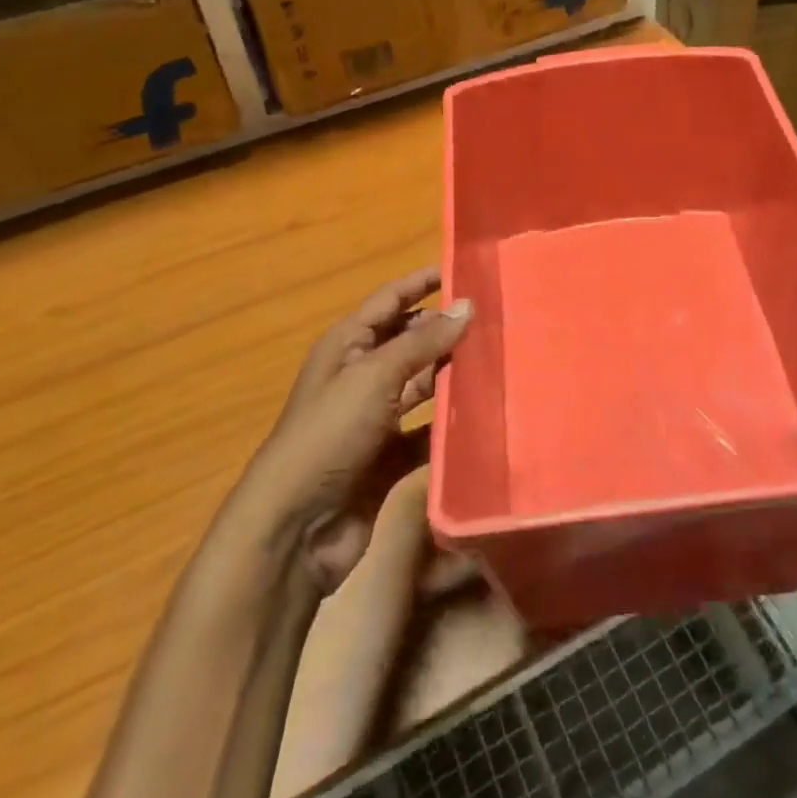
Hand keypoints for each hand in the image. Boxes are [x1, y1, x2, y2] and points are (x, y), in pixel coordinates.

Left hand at [240, 269, 470, 592]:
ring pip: (423, 384)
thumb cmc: (329, 434)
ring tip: (501, 359)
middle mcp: (362, 375)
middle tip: (498, 317)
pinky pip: (429, 430)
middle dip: (447, 329)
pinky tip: (486, 413)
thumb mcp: (374, 376)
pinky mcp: (391, 456)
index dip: (424, 282)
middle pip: (411, 340)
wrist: (296, 527)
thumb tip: (468, 305)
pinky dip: (452, 423)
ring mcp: (377, 417)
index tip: (467, 270)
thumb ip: (423, 342)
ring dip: (454, 374)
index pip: (391, 300)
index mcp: (348, 345)